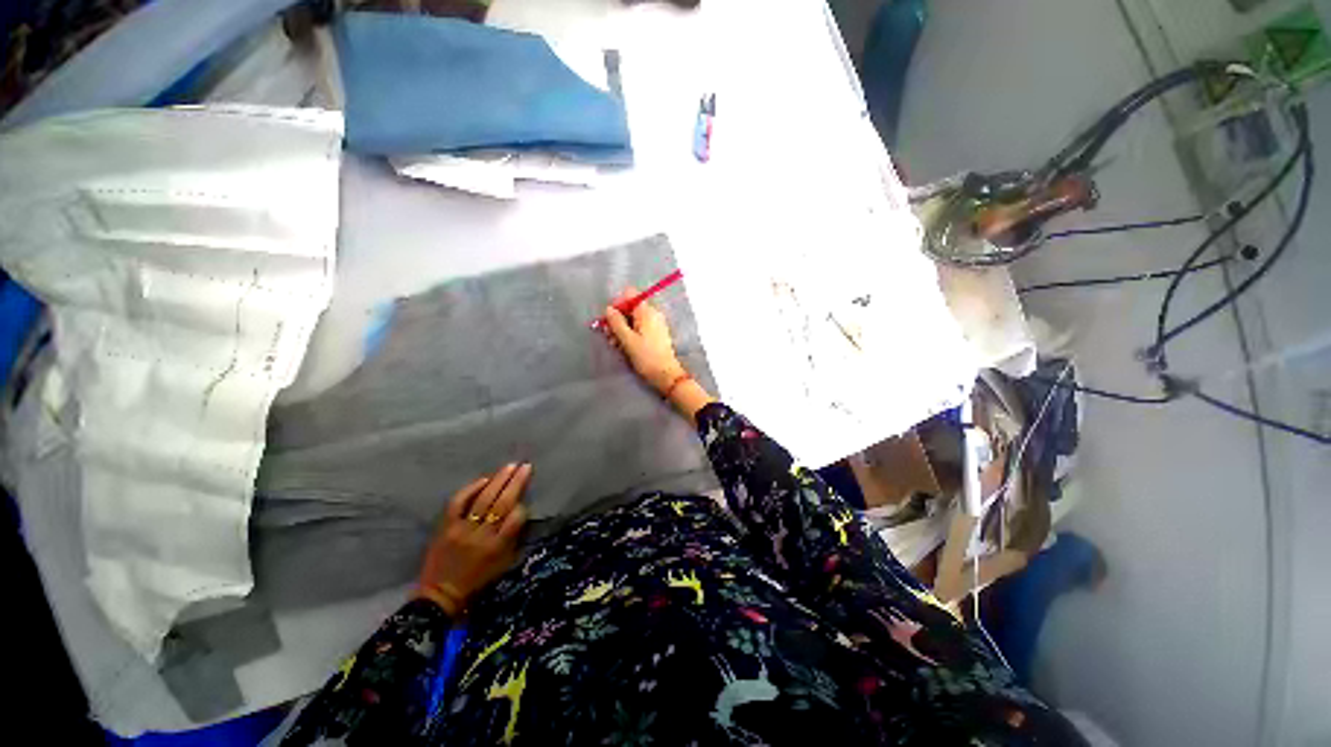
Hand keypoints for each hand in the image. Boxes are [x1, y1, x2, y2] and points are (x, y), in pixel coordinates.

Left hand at [415, 463, 531, 615]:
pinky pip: (458, 503)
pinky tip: (483, 479)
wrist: (439, 597)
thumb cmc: (477, 584)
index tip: (526, 500)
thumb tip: (521, 514)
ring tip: (511, 466)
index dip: (522, 507)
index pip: (516, 519)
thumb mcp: (503, 566)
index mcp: (498, 548)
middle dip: (516, 483)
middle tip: (526, 466)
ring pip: (483, 499)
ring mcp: (462, 530)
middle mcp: (482, 536)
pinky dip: (471, 489)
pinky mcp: (445, 527)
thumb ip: (513, 540)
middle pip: (502, 504)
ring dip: (499, 480)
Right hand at [602, 288, 686, 394]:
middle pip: (631, 308)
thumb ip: (616, 322)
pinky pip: (640, 328)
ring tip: (615, 344)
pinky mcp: (656, 334)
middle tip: (608, 335)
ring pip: (634, 319)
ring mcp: (656, 324)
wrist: (666, 374)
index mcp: (646, 311)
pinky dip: (631, 334)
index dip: (617, 304)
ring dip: (622, 329)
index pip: (629, 295)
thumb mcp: (627, 340)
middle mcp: (653, 314)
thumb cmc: (646, 357)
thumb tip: (609, 309)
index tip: (610, 319)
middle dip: (618, 319)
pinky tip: (624, 346)